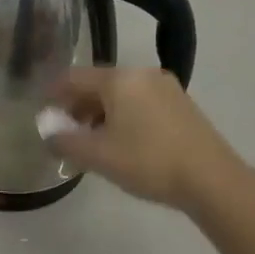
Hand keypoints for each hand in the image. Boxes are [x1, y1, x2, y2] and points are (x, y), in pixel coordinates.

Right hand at [45, 66, 248, 214]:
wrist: (212, 179)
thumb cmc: (148, 162)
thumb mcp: (99, 155)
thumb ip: (66, 141)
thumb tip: (46, 130)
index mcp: (119, 79)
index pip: (74, 78)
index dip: (54, 93)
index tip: (43, 111)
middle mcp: (142, 74)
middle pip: (99, 84)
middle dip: (78, 106)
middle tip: (66, 132)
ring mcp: (165, 87)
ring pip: (121, 94)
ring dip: (101, 113)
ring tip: (93, 142)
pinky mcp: (181, 104)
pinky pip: (141, 102)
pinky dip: (124, 116)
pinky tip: (123, 142)